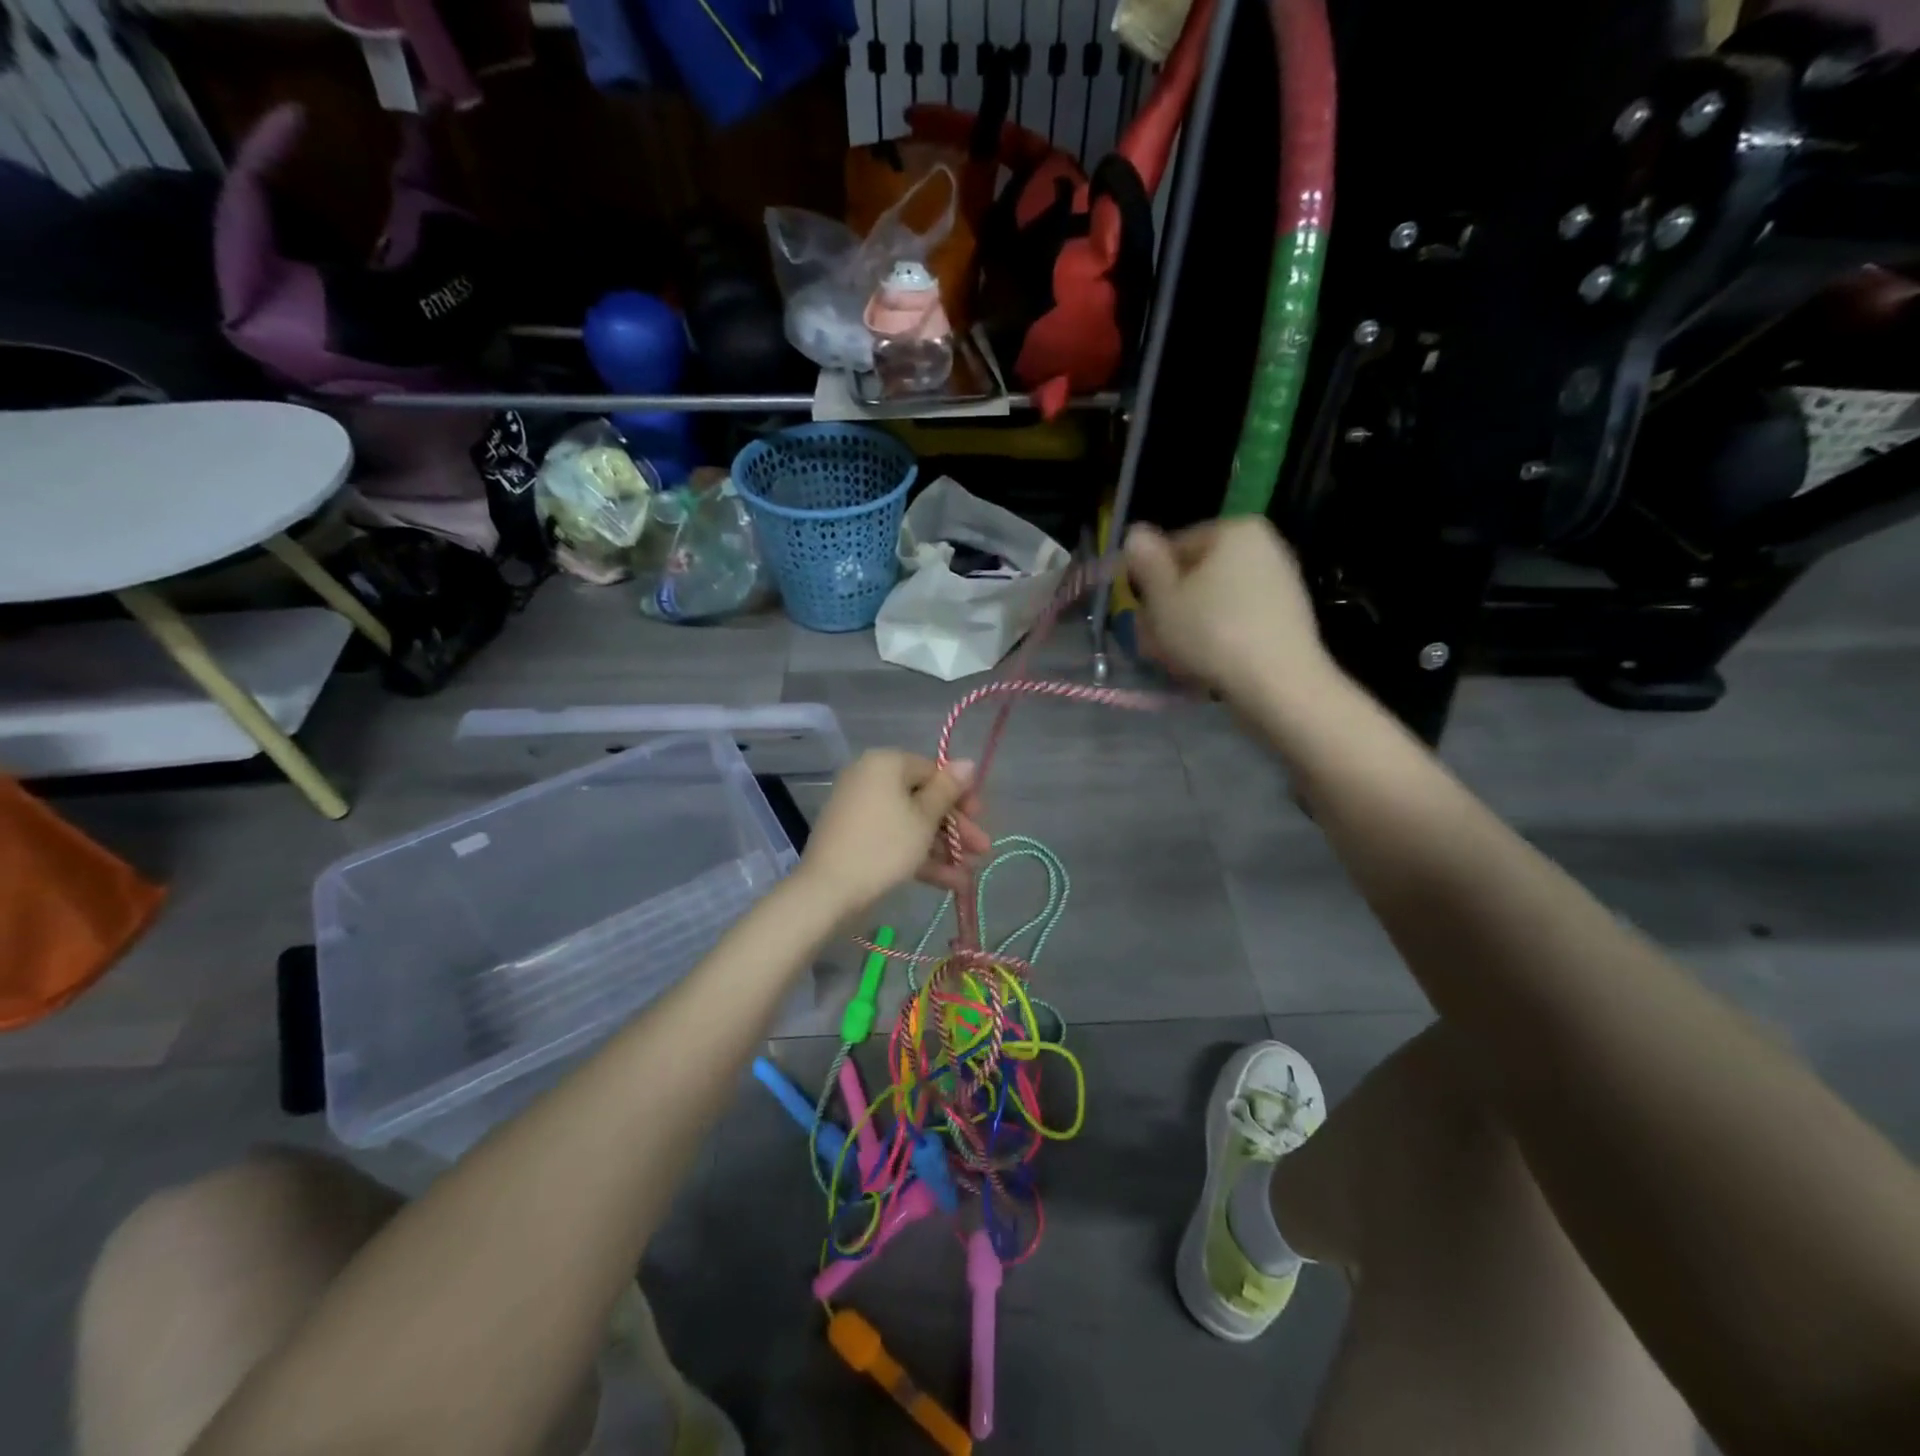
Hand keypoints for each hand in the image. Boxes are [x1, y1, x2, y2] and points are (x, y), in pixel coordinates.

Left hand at [797, 750, 988, 914]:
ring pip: (911, 823)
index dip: (961, 795)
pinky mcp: (856, 838)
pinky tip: (951, 883)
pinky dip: (919, 857)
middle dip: (955, 828)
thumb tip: (968, 762)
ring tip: (969, 874)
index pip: (933, 770)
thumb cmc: (884, 846)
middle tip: (982, 850)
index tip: (981, 818)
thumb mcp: (924, 818)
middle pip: (923, 799)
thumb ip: (948, 790)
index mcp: (886, 764)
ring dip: (942, 848)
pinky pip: (894, 839)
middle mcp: (871, 779)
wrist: (828, 891)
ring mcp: (861, 810)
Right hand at [1124, 518, 1335, 702]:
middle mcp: (1264, 547)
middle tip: (1150, 642)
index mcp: (1235, 530)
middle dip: (1169, 607)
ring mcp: (1279, 583)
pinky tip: (1202, 665)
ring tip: (1172, 660)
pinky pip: (1237, 620)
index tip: (1137, 612)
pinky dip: (1216, 637)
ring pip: (1214, 601)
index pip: (1175, 546)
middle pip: (1197, 575)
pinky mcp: (1286, 618)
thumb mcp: (1163, 598)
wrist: (1278, 684)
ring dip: (1187, 626)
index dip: (1149, 580)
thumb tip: (1136, 533)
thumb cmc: (1212, 633)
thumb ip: (1146, 562)